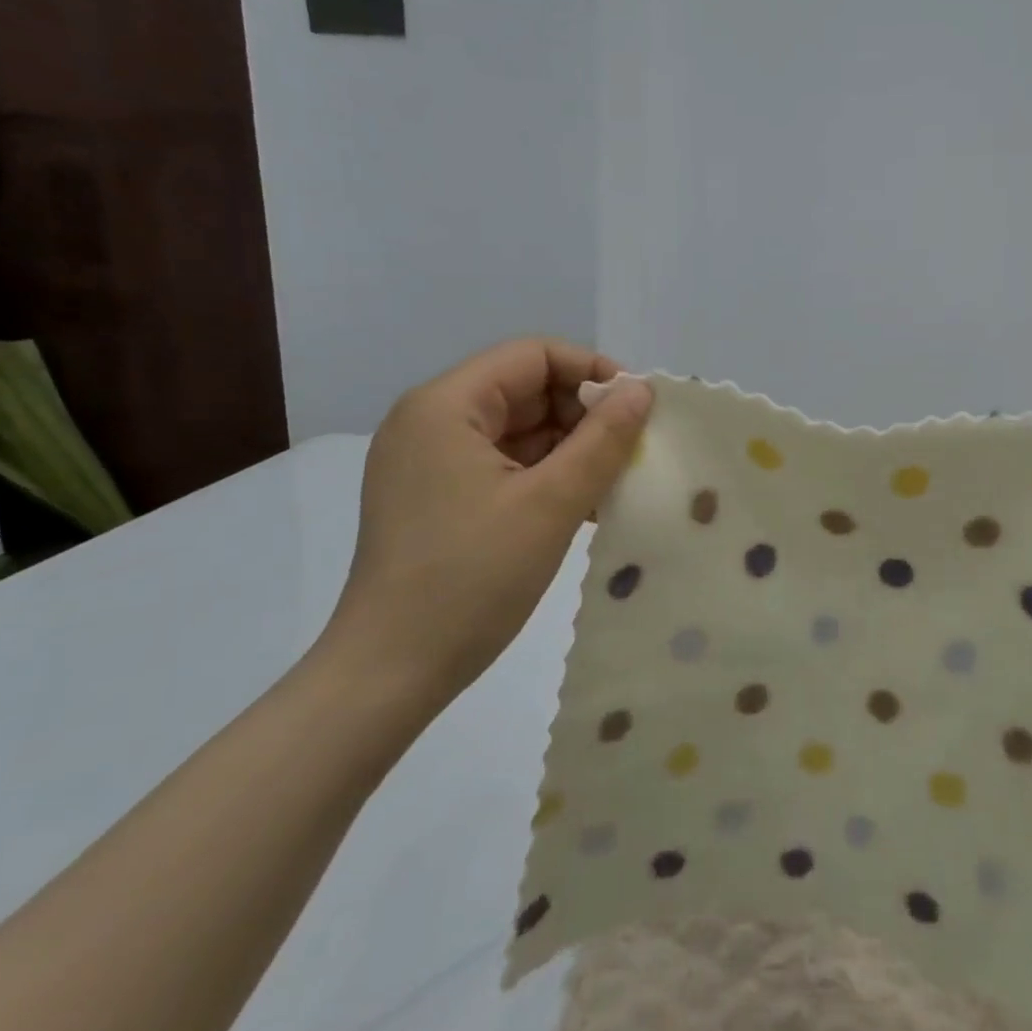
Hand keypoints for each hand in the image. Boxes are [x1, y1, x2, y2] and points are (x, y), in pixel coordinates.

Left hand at [319, 338, 652, 708]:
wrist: (390, 674)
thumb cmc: (471, 578)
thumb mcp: (551, 503)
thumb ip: (603, 439)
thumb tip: (641, 390)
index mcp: (445, 406)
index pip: (532, 356)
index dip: (591, 371)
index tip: (637, 408)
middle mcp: (431, 421)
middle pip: (525, 390)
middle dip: (584, 414)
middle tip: (632, 450)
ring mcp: (431, 462)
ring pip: (518, 430)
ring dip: (570, 449)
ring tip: (615, 481)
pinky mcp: (437, 498)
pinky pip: (503, 465)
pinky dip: (545, 476)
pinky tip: (584, 505)